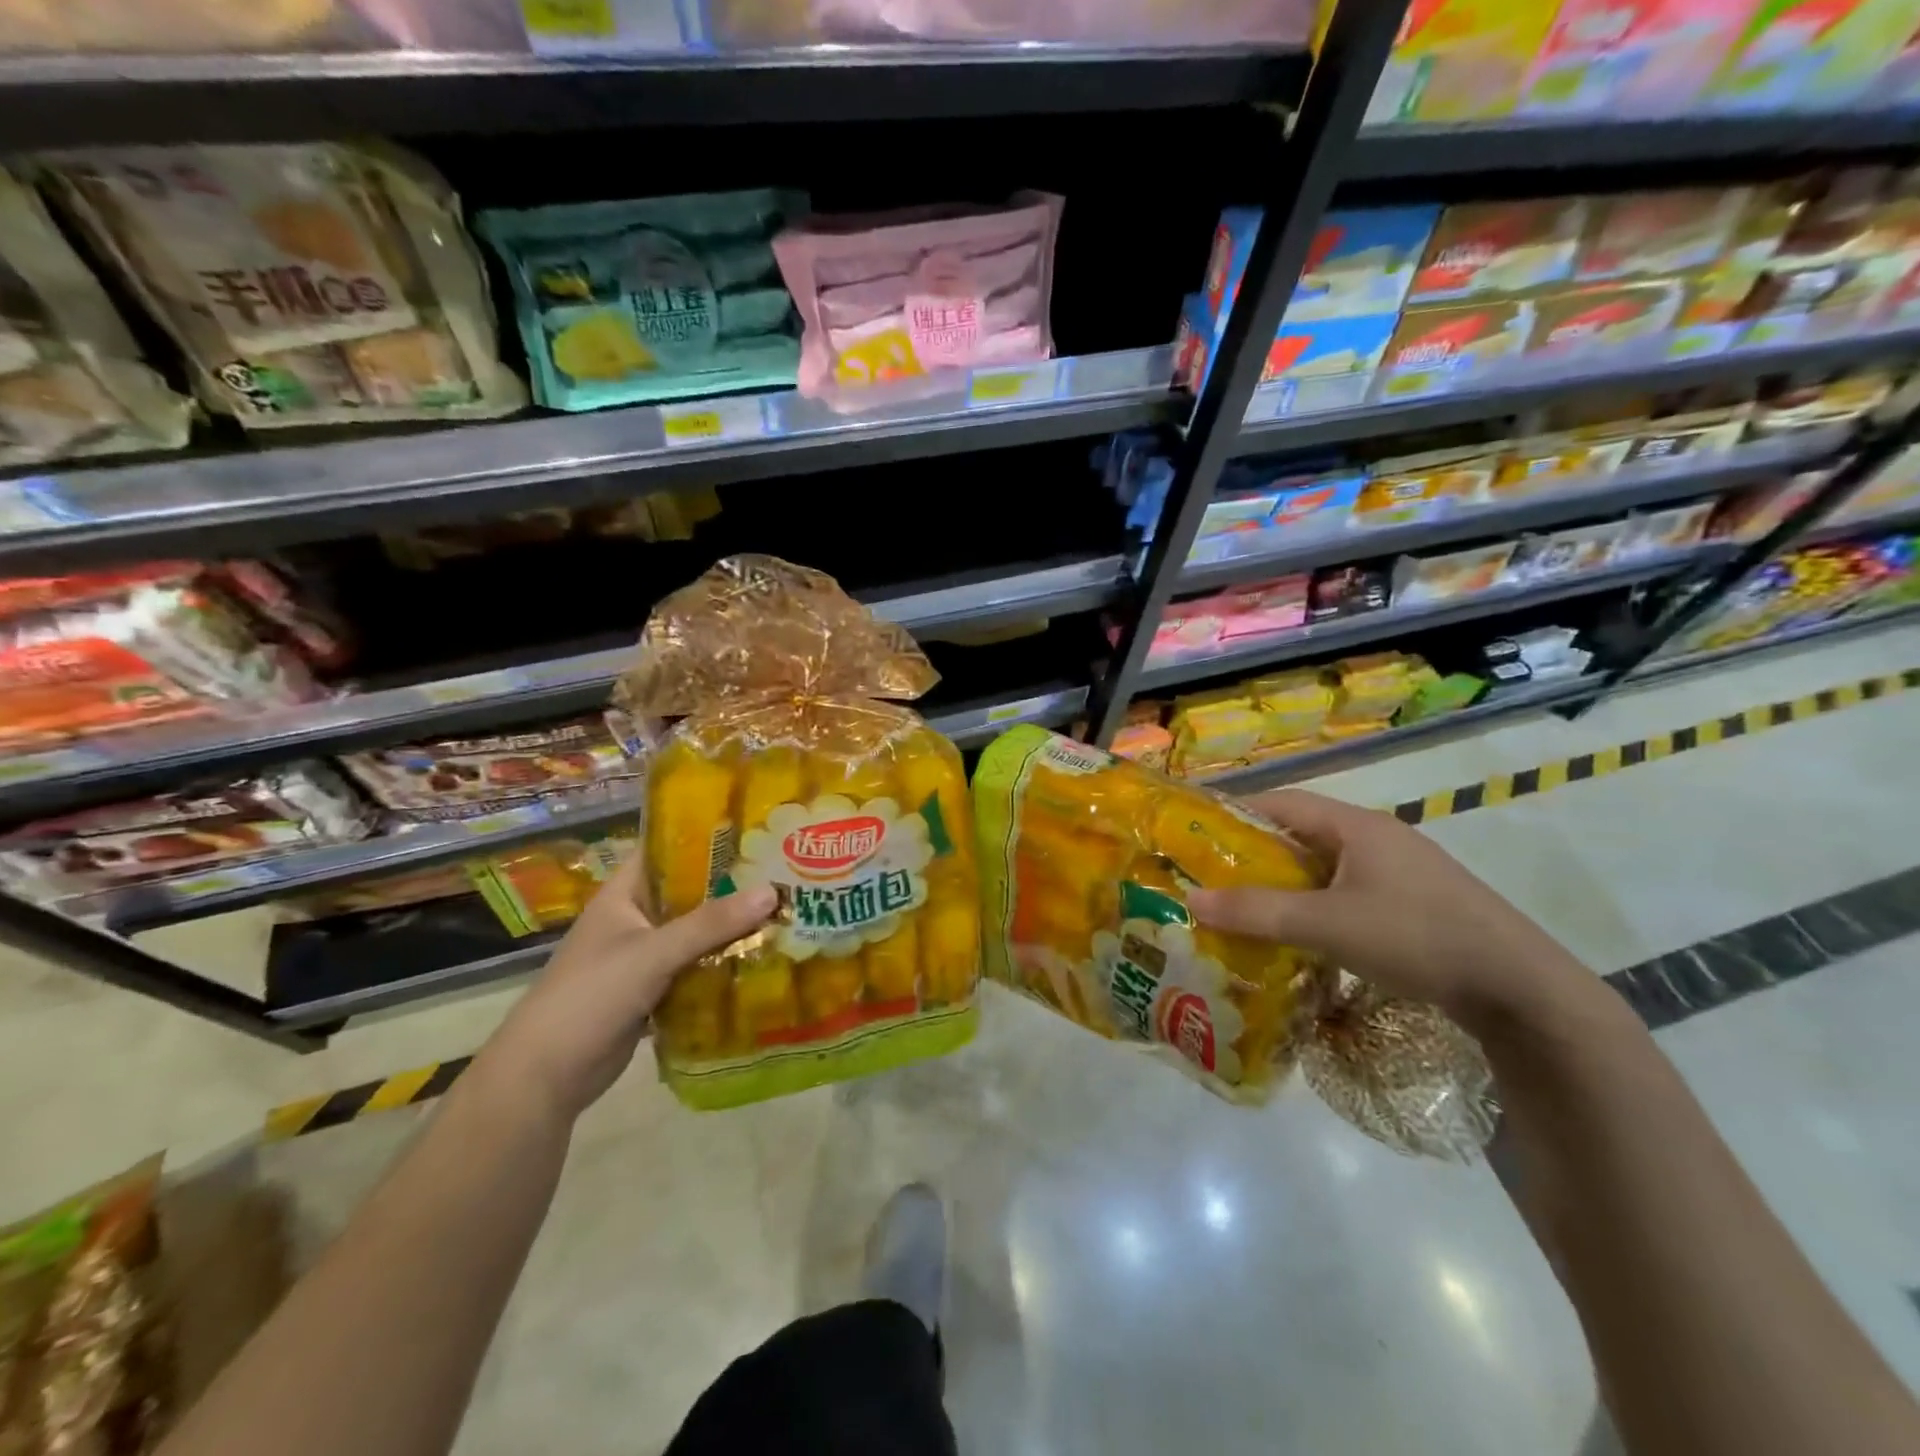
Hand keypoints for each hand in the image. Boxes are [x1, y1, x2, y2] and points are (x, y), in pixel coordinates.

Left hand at [482, 849, 776, 1120]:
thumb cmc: (590, 996)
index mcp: (624, 894)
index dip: (707, 837)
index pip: (668, 850)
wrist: (546, 1076)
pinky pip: (696, 965)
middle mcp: (636, 918)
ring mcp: (644, 955)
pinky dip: (723, 962)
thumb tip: (773, 891)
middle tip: (786, 873)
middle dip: (733, 886)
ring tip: (787, 910)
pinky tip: (763, 957)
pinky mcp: (654, 989)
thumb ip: (711, 923)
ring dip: (733, 927)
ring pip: (697, 931)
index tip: (756, 830)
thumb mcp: (653, 953)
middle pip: (691, 892)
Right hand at [1186, 789, 1592, 1026]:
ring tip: (1247, 908)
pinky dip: (1316, 904)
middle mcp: (1378, 838)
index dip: (1236, 812)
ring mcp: (1401, 870)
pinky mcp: (1415, 902)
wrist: (1521, 989)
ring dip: (1286, 884)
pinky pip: (1348, 891)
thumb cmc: (1416, 937)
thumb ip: (1258, 912)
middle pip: (1302, 834)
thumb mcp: (1327, 925)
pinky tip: (1303, 934)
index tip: (1196, 836)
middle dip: (1255, 855)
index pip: (1283, 802)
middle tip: (1212, 879)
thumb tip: (1191, 901)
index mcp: (1356, 826)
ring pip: (1326, 867)